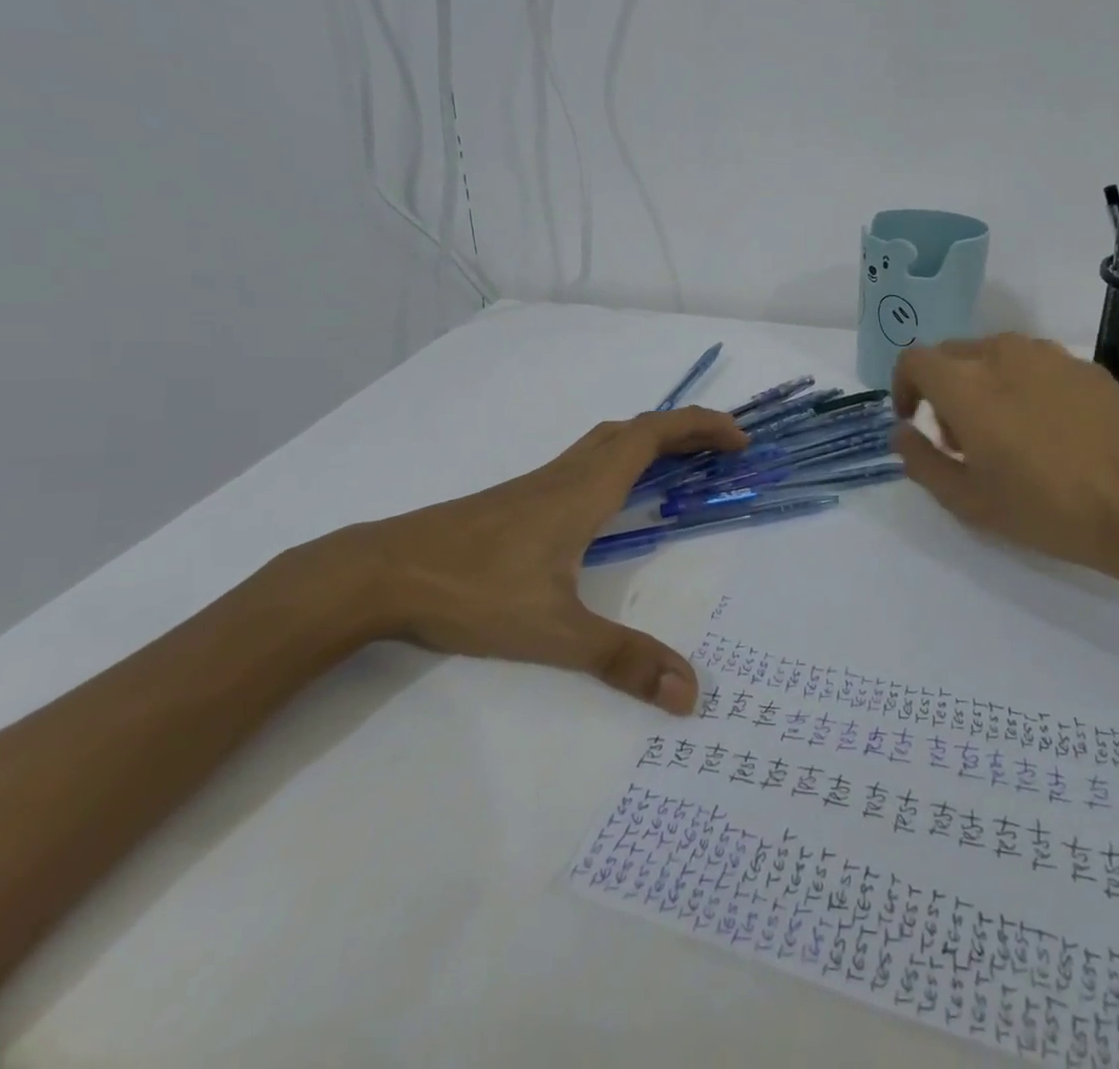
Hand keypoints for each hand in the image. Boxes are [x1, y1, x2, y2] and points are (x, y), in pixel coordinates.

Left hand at [304, 407, 746, 714]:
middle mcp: (567, 475)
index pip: (653, 435)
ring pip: (606, 443)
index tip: (739, 439)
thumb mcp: (553, 633)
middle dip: (684, 431)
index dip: (700, 426)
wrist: (380, 574)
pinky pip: (584, 463)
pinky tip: (610, 504)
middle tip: (720, 452)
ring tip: (680, 469)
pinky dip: (619, 463)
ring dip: (650, 443)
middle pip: (634, 430)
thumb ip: (621, 660)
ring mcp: (538, 485)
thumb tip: (690, 690)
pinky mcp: (517, 501)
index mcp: (585, 489)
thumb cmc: (472, 591)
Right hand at [891, 334, 1118, 573]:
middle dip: (942, 389)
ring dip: (982, 384)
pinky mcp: (1083, 365)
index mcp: (965, 384)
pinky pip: (1035, 365)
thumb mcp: (966, 499)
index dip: (904, 386)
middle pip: (952, 354)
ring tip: (1005, 432)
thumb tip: (902, 431)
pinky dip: (1023, 386)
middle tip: (960, 438)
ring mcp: (1047, 355)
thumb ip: (920, 460)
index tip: (913, 419)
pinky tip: (1049, 430)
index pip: (914, 359)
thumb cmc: (1044, 506)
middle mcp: (1002, 355)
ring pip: (994, 355)